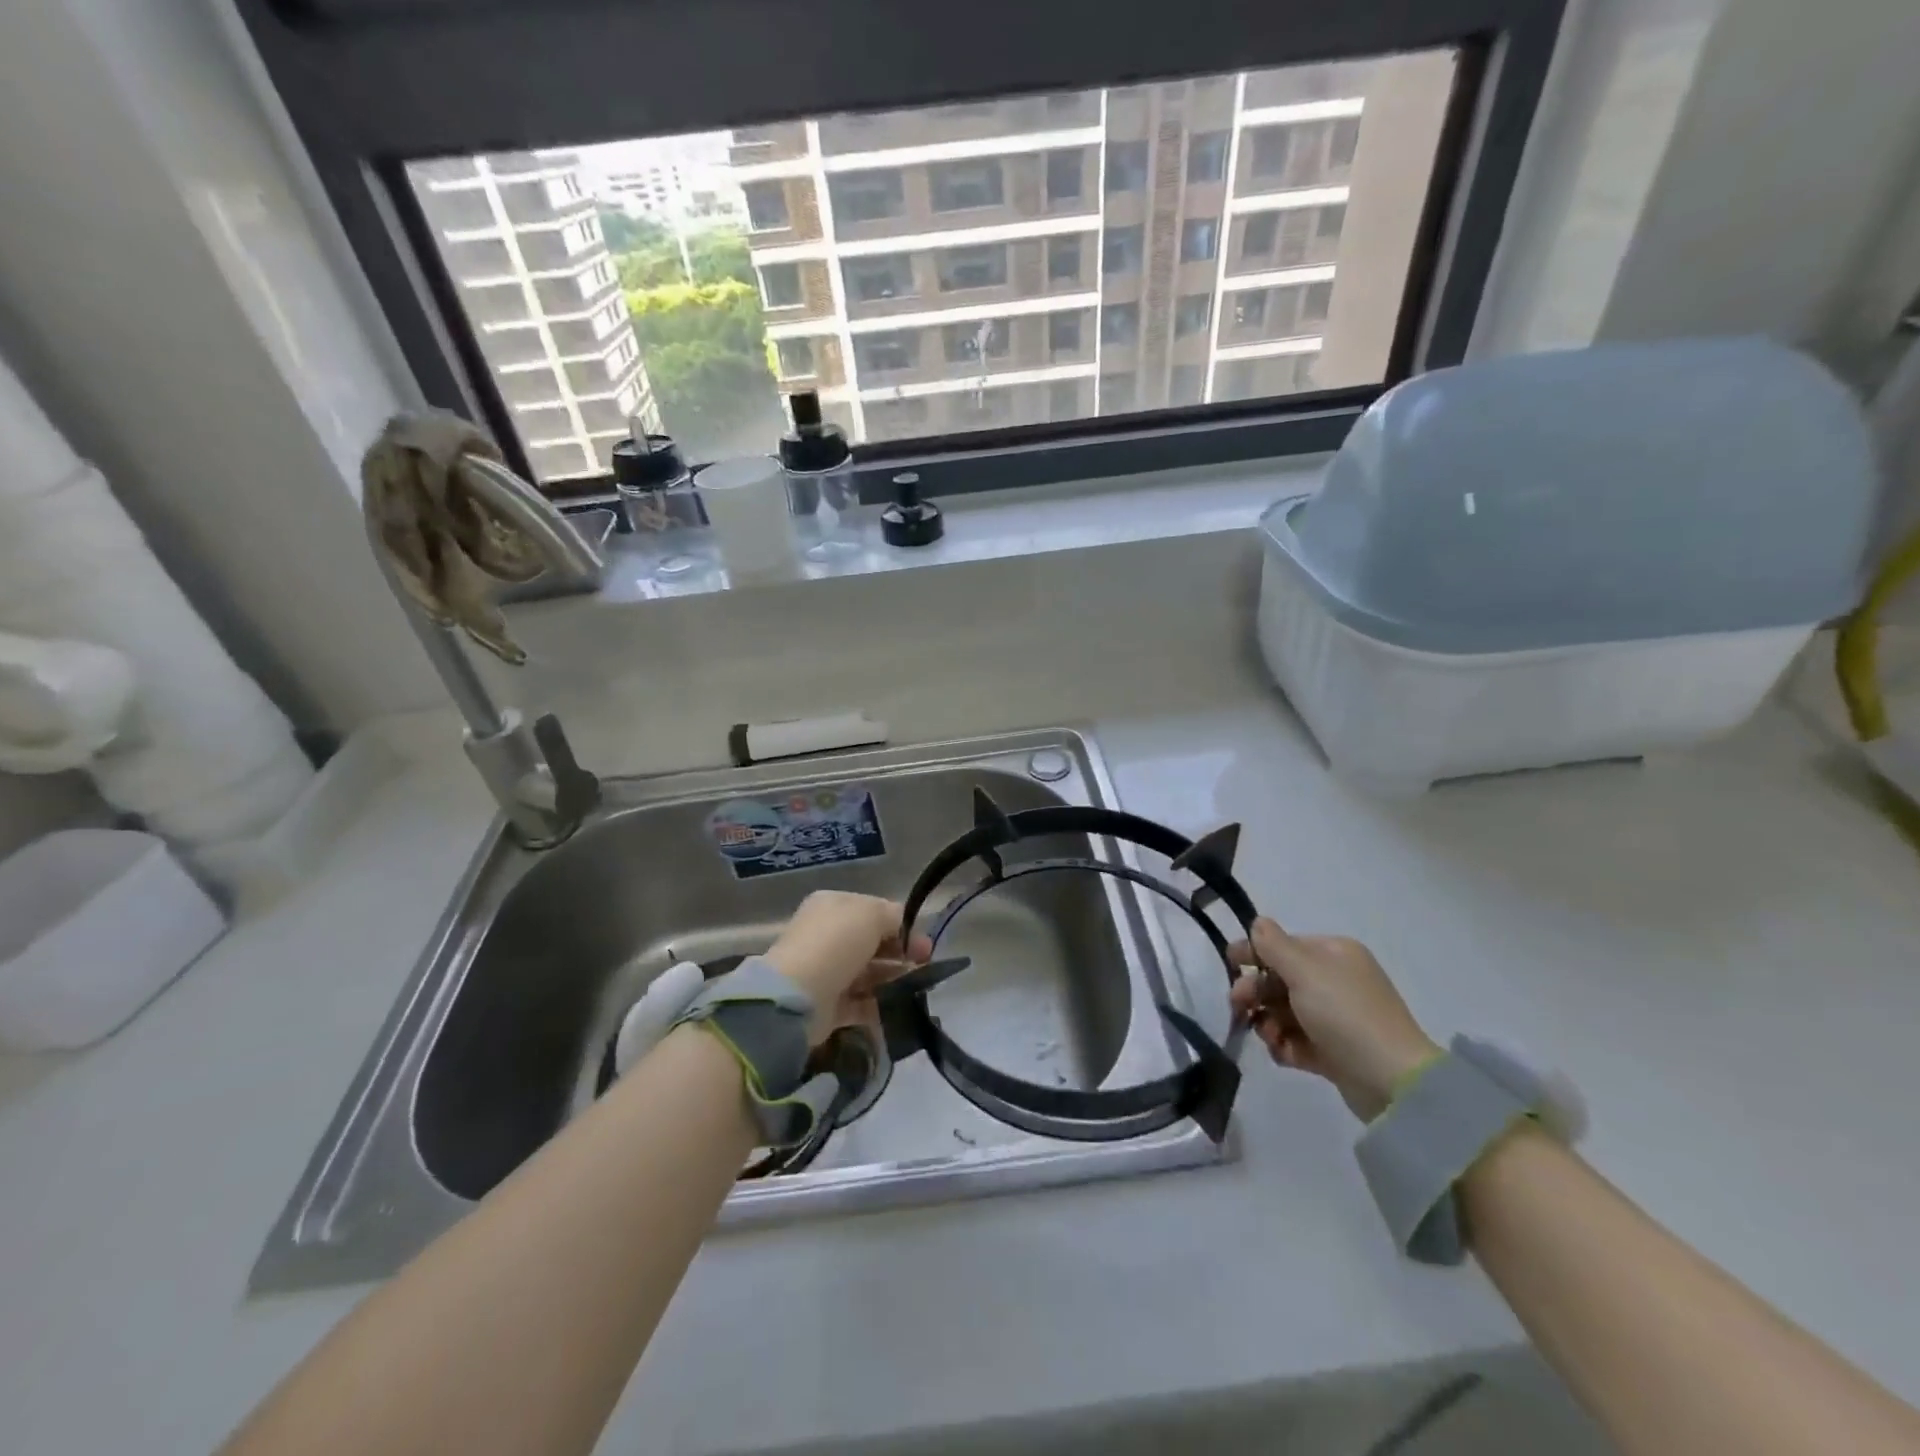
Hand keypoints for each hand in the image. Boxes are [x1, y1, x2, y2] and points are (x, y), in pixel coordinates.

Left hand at [763, 891, 932, 1044]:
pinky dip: (880, 1004)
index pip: (874, 911)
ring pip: (869, 973)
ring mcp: (826, 971)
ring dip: (894, 978)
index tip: (923, 943)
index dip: (901, 925)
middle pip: (872, 943)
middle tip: (925, 964)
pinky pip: (861, 1003)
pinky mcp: (828, 1005)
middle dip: (901, 952)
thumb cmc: (836, 944)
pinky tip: (898, 1006)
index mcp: (833, 906)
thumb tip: (903, 929)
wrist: (797, 996)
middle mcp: (827, 936)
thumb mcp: (871, 914)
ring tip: (916, 986)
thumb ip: (894, 916)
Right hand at [1228, 918, 1438, 1120]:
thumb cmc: (1344, 1013)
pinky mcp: (1334, 1050)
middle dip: (1255, 991)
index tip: (1229, 964)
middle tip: (1238, 1006)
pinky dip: (1285, 1045)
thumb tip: (1258, 922)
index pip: (1284, 945)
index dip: (1255, 953)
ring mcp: (1335, 1017)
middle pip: (1280, 979)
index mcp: (1333, 954)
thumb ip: (1274, 945)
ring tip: (1269, 1037)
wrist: (1392, 1080)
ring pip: (1284, 1011)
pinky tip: (1283, 1053)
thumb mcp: (1304, 971)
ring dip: (1268, 1022)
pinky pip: (1296, 1040)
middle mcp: (1335, 981)